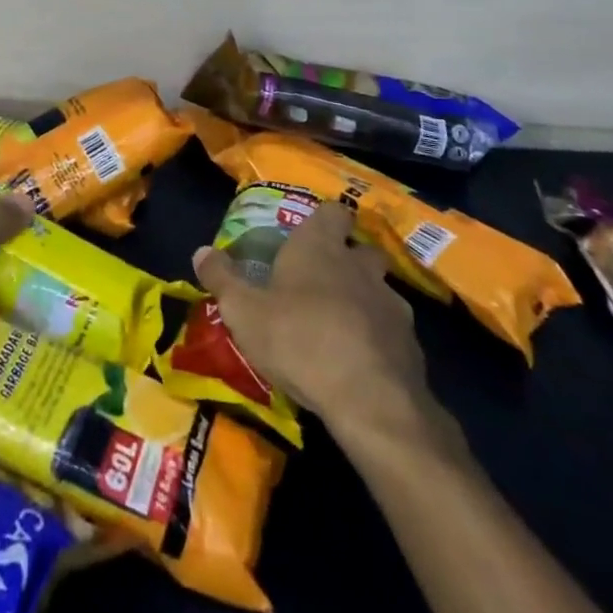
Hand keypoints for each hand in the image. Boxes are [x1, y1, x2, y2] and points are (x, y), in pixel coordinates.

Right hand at [195, 202, 452, 445]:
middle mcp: (359, 265)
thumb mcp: (244, 311)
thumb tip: (201, 251)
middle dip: (350, 258)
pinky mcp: (411, 345)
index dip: (324, 219)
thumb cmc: (299, 340)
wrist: (371, 401)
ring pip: (381, 290)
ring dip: (366, 300)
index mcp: (320, 247)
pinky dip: (380, 339)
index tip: (311, 233)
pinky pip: (393, 331)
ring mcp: (391, 304)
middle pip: (363, 247)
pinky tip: (361, 361)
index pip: (332, 211)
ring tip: (342, 324)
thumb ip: (222, 279)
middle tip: (325, 279)